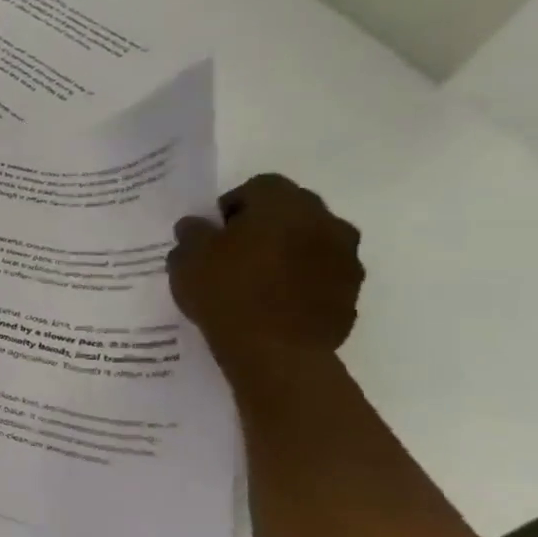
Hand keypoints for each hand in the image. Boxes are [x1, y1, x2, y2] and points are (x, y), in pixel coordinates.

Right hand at [168, 174, 363, 374]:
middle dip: (264, 225)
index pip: (259, 186)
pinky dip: (300, 280)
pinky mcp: (351, 290)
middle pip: (291, 210)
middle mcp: (324, 221)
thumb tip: (197, 225)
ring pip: (310, 241)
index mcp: (284, 205)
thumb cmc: (226, 293)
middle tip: (232, 253)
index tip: (213, 231)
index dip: (232, 204)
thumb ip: (191, 234)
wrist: (275, 350)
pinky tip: (273, 302)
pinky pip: (321, 273)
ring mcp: (345, 257)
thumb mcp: (186, 259)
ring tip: (254, 280)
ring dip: (286, 252)